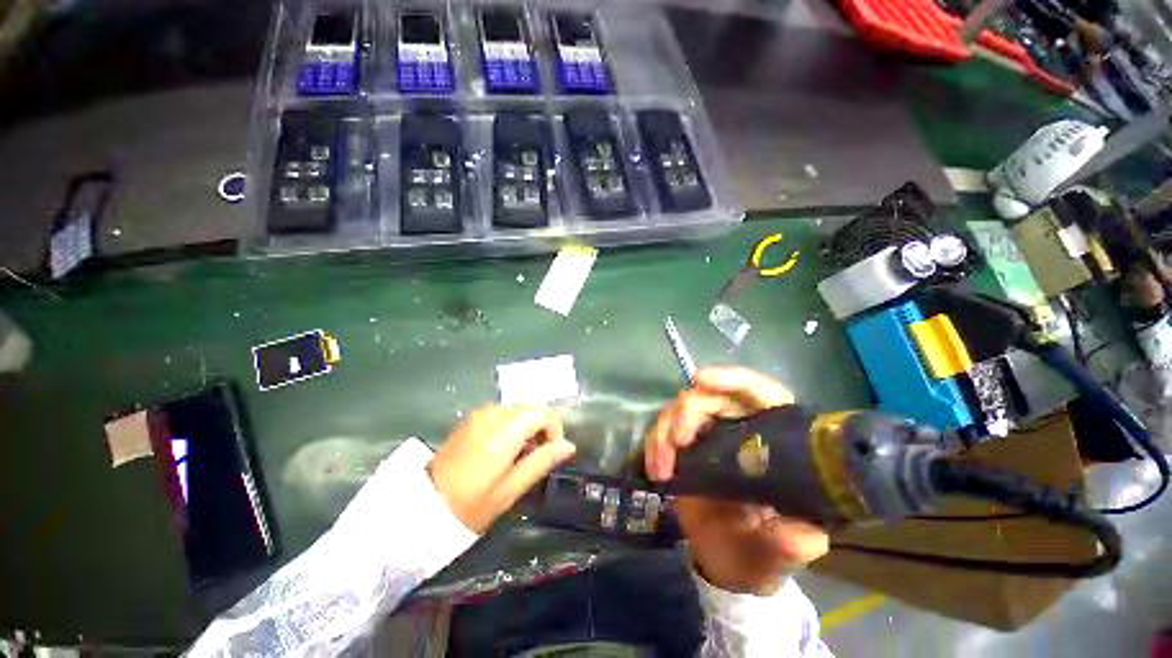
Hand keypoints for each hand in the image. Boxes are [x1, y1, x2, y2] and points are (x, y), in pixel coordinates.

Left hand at [430, 405, 576, 532]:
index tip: (552, 452)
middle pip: (531, 407)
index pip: (543, 412)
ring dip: (528, 425)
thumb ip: (541, 463)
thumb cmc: (470, 505)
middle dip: (542, 427)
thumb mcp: (510, 491)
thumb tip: (568, 446)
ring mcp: (479, 414)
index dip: (555, 429)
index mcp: (504, 431)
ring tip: (520, 455)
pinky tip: (504, 448)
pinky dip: (513, 424)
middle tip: (537, 456)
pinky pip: (502, 413)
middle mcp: (492, 414)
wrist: (423, 506)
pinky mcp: (471, 419)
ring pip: (518, 409)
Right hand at [646, 367, 828, 594]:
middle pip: (711, 398)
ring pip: (680, 411)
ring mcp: (707, 439)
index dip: (733, 379)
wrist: (729, 565)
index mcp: (772, 440)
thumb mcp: (788, 551)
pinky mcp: (684, 451)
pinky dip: (655, 446)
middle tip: (678, 439)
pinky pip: (663, 433)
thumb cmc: (766, 551)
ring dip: (665, 430)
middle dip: (689, 411)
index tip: (701, 379)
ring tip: (662, 466)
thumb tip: (792, 532)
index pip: (760, 394)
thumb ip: (794, 543)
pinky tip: (655, 470)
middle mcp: (739, 430)